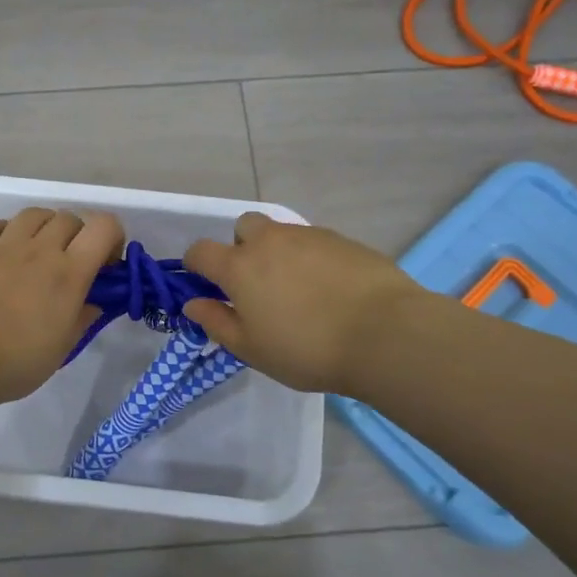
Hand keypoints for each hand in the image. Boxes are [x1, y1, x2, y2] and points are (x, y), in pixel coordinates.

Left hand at [0, 208, 123, 405]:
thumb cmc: (12, 361)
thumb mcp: (60, 350)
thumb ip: (81, 320)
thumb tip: (93, 302)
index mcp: (69, 273)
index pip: (104, 227)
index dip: (112, 238)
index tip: (105, 265)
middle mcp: (39, 249)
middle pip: (69, 218)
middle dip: (77, 236)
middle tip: (70, 264)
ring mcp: (2, 245)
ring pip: (33, 214)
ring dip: (43, 228)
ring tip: (36, 253)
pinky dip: (5, 232)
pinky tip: (1, 253)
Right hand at [182, 213, 428, 393]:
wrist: (383, 334)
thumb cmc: (306, 349)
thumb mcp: (251, 349)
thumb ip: (216, 322)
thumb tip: (193, 303)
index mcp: (240, 267)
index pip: (201, 251)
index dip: (196, 265)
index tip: (204, 284)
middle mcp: (271, 241)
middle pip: (243, 226)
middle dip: (241, 247)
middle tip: (256, 283)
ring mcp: (310, 236)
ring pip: (282, 233)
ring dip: (278, 253)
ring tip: (298, 291)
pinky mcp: (344, 240)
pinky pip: (314, 243)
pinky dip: (311, 259)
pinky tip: (329, 290)